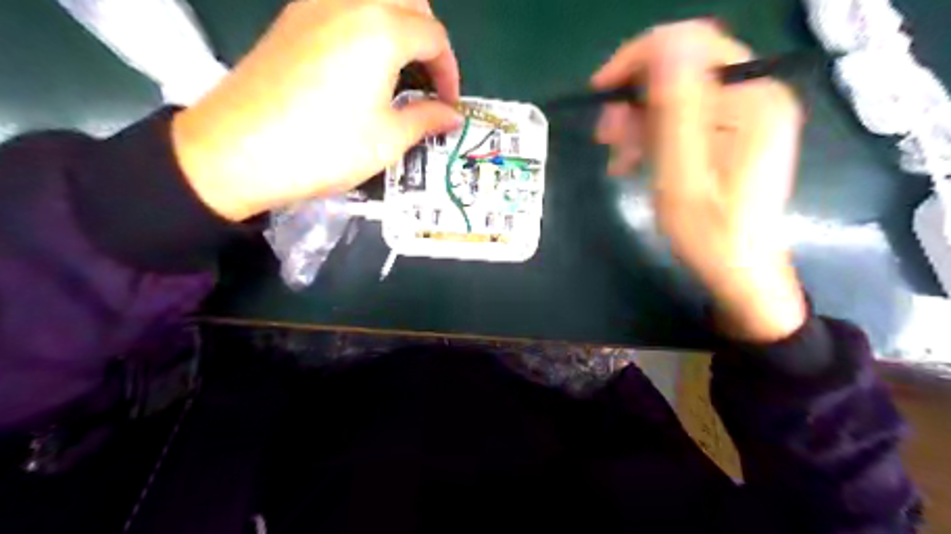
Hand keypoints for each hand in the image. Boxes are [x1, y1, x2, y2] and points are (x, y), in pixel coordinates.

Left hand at [172, 0, 465, 219]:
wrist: (238, 150)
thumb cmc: (325, 147)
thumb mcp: (388, 139)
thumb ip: (426, 119)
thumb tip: (452, 116)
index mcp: (382, 28)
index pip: (434, 38)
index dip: (449, 73)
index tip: (448, 105)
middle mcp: (351, 1)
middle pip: (409, 1)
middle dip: (428, 39)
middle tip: (428, 81)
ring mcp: (315, 3)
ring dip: (398, 25)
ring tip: (399, 70)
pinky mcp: (292, 17)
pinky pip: (344, 5)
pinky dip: (366, 24)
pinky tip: (361, 63)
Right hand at [593, 20, 799, 342]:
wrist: (741, 271)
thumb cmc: (709, 234)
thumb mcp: (682, 177)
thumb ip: (676, 110)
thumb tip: (665, 44)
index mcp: (750, 101)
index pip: (692, 44)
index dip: (640, 58)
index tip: (602, 93)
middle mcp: (756, 95)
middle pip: (684, 68)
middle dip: (636, 97)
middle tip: (605, 135)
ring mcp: (748, 113)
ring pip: (680, 93)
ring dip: (641, 119)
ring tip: (618, 156)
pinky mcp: (736, 132)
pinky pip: (687, 116)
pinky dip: (656, 133)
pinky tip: (636, 160)